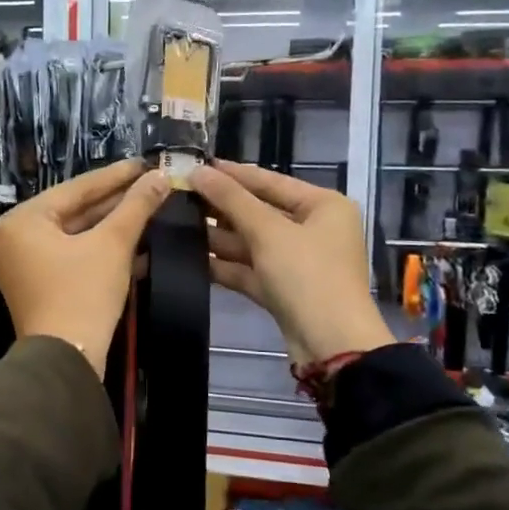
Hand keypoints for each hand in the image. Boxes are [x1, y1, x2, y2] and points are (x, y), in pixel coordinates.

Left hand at [0, 159, 171, 372]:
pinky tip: (137, 245)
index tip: (145, 163)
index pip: (76, 189)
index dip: (115, 176)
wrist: (66, 360)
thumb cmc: (83, 294)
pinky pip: (72, 258)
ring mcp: (25, 265)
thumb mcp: (113, 244)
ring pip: (76, 237)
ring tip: (150, 210)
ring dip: (113, 228)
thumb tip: (160, 176)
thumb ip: (135, 207)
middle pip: (75, 212)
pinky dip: (101, 252)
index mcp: (23, 221)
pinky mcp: (40, 287)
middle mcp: (16, 239)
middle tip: (151, 185)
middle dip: (116, 203)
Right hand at [191, 161, 393, 364]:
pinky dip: (225, 264)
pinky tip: (191, 258)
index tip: (195, 165)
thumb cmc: (307, 275)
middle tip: (179, 195)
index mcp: (323, 205)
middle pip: (259, 211)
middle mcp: (314, 229)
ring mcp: (298, 261)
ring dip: (218, 236)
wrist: (331, 344)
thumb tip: (197, 171)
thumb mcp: (268, 231)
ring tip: (177, 223)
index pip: (270, 181)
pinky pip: (250, 268)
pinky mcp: (283, 289)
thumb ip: (231, 199)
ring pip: (252, 242)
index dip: (231, 173)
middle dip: (221, 207)